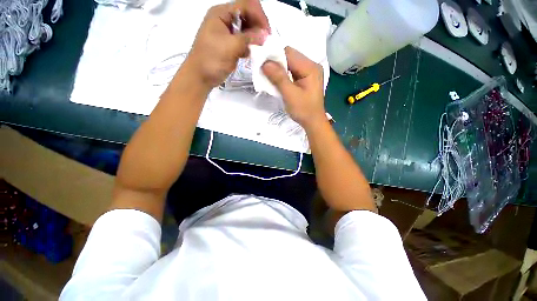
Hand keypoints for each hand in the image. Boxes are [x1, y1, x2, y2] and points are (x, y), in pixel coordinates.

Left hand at [185, 0, 269, 88]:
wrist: (201, 76)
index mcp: (222, 13)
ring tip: (260, 49)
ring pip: (247, 29)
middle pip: (248, 15)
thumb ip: (248, 39)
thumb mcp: (230, 47)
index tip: (267, 33)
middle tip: (265, 43)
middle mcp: (226, 19)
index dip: (259, 16)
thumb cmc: (211, 59)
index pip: (246, 5)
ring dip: (255, 38)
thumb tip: (265, 35)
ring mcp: (228, 33)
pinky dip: (250, 46)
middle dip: (258, 27)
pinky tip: (252, 53)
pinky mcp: (231, 45)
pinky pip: (245, 41)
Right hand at [262, 47, 325, 127]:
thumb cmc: (303, 111)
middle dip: (275, 63)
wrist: (313, 122)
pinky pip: (291, 71)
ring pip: (289, 64)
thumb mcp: (290, 95)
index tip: (262, 64)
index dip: (274, 56)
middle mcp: (311, 66)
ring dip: (278, 69)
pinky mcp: (305, 78)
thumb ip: (279, 78)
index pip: (289, 53)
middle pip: (289, 57)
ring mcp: (309, 72)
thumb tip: (265, 62)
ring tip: (269, 77)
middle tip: (264, 72)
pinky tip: (277, 81)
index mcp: (310, 68)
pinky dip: (282, 75)